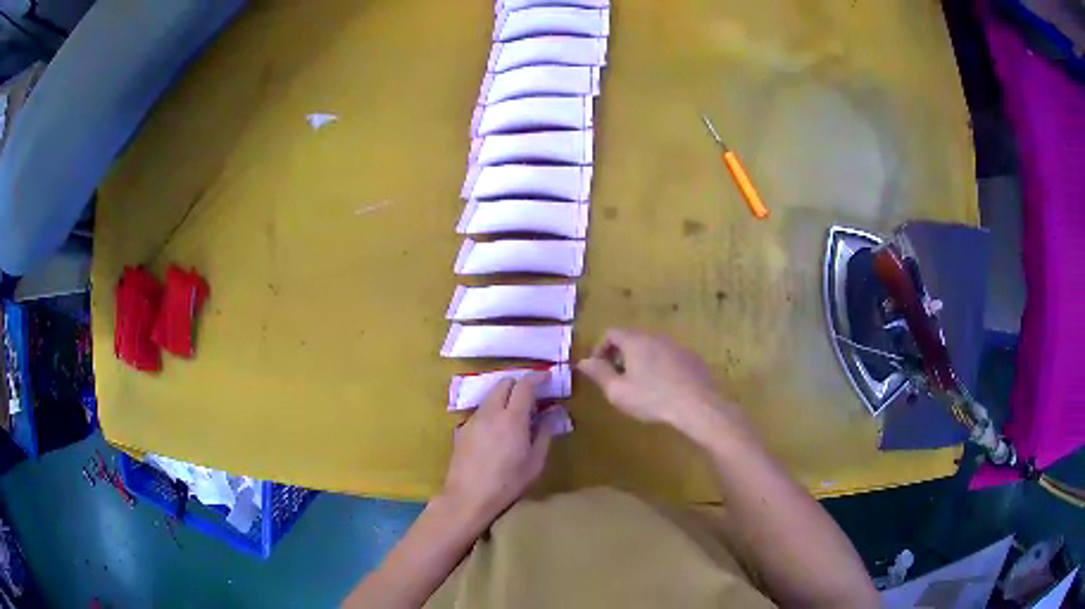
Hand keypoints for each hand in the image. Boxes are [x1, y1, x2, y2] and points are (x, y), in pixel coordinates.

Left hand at [440, 372, 553, 526]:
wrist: (468, 497)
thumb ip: (545, 433)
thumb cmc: (508, 483)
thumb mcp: (535, 462)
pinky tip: (498, 430)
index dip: (537, 377)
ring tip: (516, 414)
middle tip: (532, 397)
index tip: (547, 377)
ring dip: (505, 397)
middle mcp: (490, 412)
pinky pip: (481, 410)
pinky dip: (493, 410)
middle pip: (504, 383)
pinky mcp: (462, 429)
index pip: (524, 385)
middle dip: (519, 384)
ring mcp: (473, 419)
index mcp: (512, 418)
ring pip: (490, 395)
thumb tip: (554, 412)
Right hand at [578, 329, 753, 445]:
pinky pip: (668, 356)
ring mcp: (676, 345)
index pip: (610, 333)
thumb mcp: (618, 391)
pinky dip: (659, 366)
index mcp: (635, 341)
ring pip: (651, 347)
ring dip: (640, 361)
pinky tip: (663, 388)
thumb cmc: (652, 398)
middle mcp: (655, 336)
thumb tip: (582, 361)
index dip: (600, 349)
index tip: (599, 370)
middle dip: (620, 356)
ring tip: (639, 386)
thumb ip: (598, 374)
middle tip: (617, 380)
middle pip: (631, 338)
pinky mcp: (691, 357)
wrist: (698, 405)